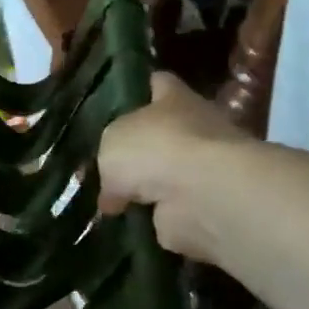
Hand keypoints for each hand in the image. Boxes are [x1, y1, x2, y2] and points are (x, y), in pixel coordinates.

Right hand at [98, 73, 245, 262]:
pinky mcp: (202, 205)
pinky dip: (151, 218)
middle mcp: (195, 128)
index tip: (119, 102)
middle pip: (162, 133)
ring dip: (145, 189)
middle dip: (139, 149)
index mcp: (175, 98)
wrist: (202, 195)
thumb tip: (113, 190)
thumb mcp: (111, 141)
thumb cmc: (156, 149)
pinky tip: (124, 224)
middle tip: (105, 163)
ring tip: (107, 200)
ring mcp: (202, 169)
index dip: (140, 89)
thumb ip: (109, 158)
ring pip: (165, 174)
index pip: (159, 83)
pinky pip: (168, 211)